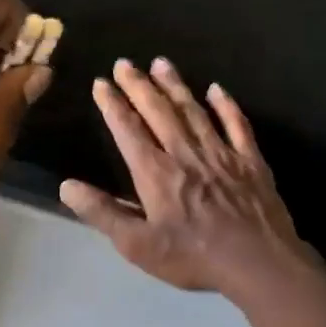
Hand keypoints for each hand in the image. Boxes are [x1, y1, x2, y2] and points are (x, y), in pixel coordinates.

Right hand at [60, 59, 320, 296]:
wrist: (258, 263)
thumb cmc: (192, 257)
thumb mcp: (137, 245)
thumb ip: (102, 213)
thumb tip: (67, 186)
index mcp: (155, 173)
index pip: (128, 130)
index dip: (113, 105)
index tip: (101, 83)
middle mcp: (185, 154)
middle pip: (159, 111)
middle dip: (139, 85)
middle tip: (125, 63)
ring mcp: (221, 154)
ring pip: (193, 111)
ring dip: (175, 86)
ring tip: (161, 63)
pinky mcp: (250, 161)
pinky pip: (236, 124)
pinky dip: (225, 105)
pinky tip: (216, 89)